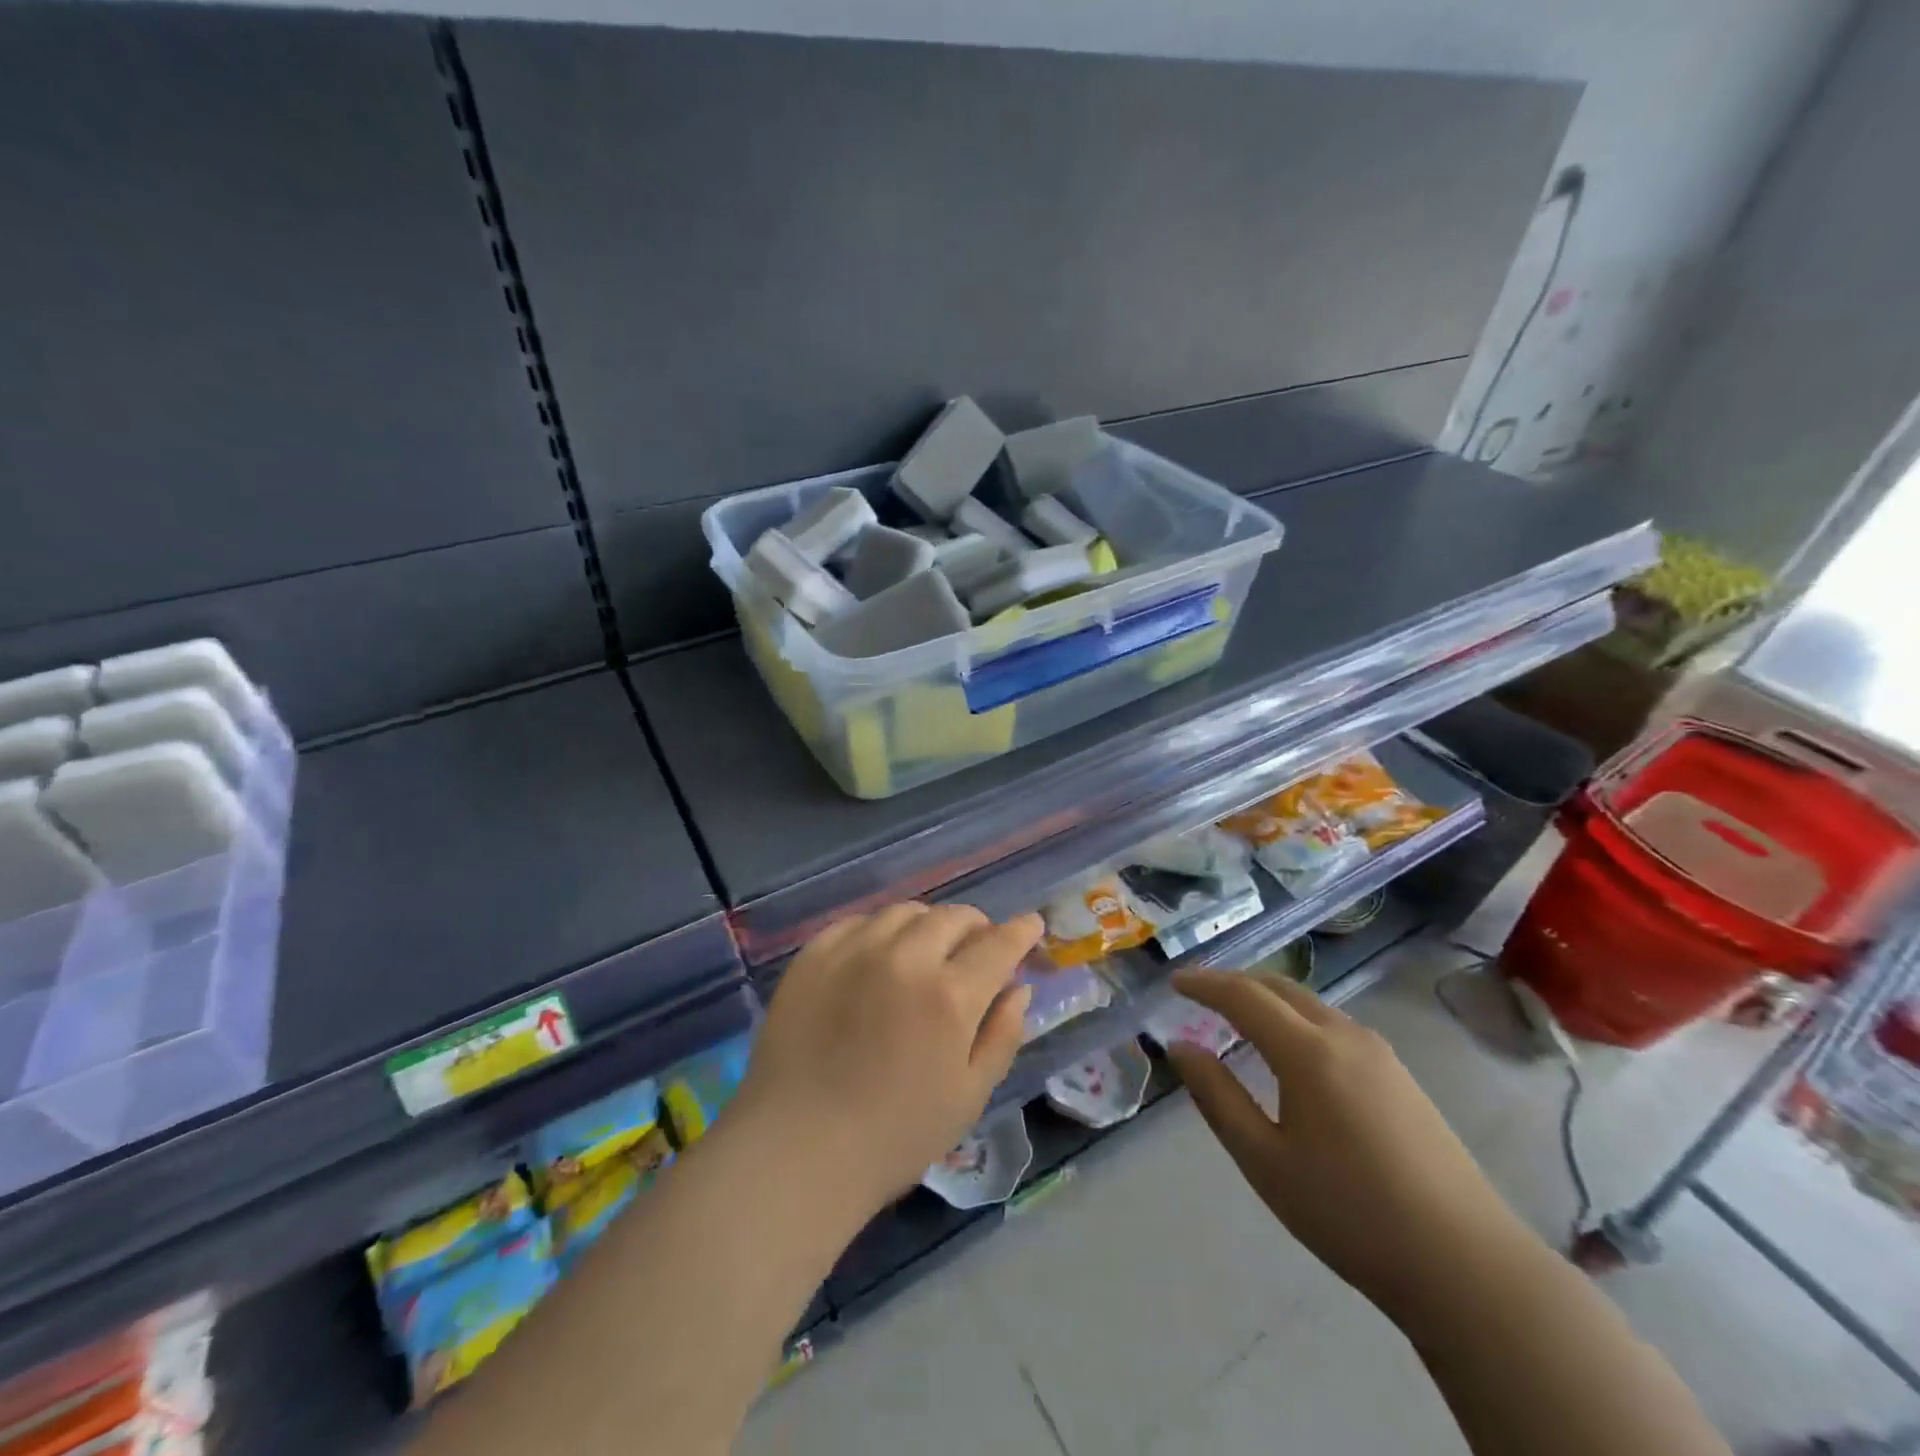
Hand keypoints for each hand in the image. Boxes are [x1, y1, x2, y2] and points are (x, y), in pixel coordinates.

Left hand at [736, 903, 1042, 1218]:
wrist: (795, 1150)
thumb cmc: (893, 1137)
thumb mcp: (968, 1097)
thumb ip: (1002, 1035)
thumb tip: (1019, 988)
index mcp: (950, 996)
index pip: (998, 944)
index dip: (1020, 931)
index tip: (1030, 924)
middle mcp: (905, 958)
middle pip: (953, 917)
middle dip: (976, 927)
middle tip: (976, 949)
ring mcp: (855, 951)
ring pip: (906, 913)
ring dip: (929, 926)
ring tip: (927, 951)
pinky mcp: (814, 955)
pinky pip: (859, 922)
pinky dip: (881, 931)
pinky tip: (879, 956)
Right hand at [1165, 970, 1535, 1321]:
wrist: (1468, 1266)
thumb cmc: (1351, 1214)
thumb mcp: (1266, 1161)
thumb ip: (1217, 1097)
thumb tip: (1180, 1047)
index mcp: (1308, 1051)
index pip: (1243, 996)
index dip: (1204, 984)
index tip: (1173, 982)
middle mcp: (1345, 1036)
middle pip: (1280, 987)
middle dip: (1235, 983)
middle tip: (1199, 995)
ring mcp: (1380, 1054)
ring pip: (1311, 1004)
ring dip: (1269, 999)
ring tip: (1239, 1018)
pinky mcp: (1401, 1077)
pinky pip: (1334, 1026)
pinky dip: (1297, 1019)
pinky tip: (1292, 1052)